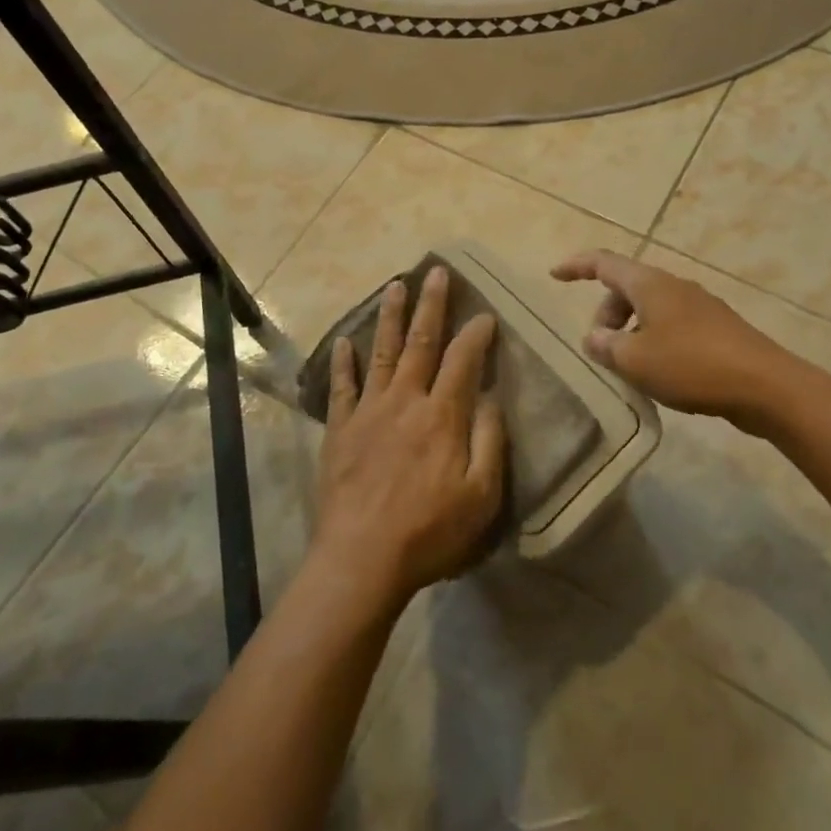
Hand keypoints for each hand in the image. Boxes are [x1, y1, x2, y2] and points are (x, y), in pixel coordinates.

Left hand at [315, 267, 505, 608]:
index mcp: (441, 415)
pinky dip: (344, 362)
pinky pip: (342, 387)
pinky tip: (344, 341)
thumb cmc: (429, 532)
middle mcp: (404, 400)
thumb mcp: (481, 496)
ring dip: (390, 317)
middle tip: (437, 272)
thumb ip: (489, 441)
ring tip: (395, 286)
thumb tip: (490, 397)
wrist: (362, 558)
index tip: (485, 314)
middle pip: (421, 342)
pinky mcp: (340, 428)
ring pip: (382, 352)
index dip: (475, 334)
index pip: (463, 360)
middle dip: (431, 305)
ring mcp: (368, 411)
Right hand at [551, 250, 783, 418]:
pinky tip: (660, 374)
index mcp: (649, 284)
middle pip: (626, 288)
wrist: (766, 386)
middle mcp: (673, 286)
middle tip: (601, 349)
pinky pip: (671, 325)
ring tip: (629, 368)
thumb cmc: (691, 365)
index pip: (603, 263)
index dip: (576, 266)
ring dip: (630, 331)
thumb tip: (594, 337)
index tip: (555, 275)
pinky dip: (653, 340)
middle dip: (606, 313)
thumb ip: (606, 346)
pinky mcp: (716, 328)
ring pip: (650, 308)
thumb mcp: (635, 360)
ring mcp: (698, 306)